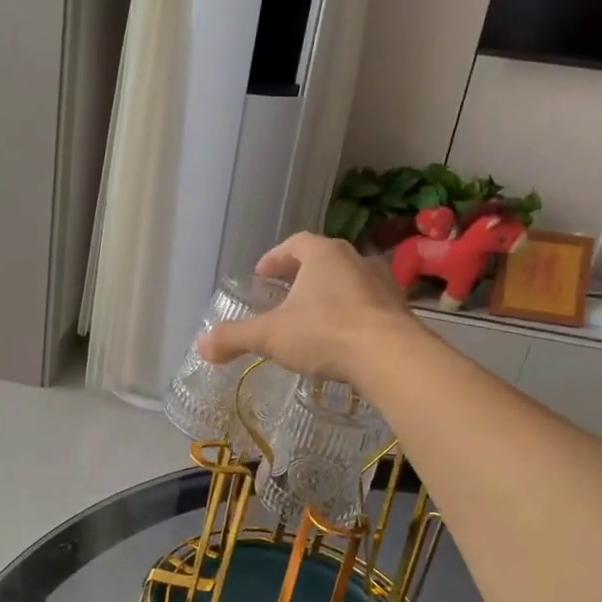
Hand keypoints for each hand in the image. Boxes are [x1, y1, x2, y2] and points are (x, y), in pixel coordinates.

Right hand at [197, 232, 412, 385]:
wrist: (391, 357)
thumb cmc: (325, 333)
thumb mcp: (271, 336)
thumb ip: (234, 338)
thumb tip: (201, 345)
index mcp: (324, 255)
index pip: (296, 243)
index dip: (275, 257)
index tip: (262, 274)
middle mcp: (356, 260)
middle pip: (325, 260)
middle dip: (303, 275)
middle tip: (285, 294)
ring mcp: (383, 285)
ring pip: (349, 283)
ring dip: (330, 296)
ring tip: (313, 318)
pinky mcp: (400, 312)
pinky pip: (369, 308)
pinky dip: (352, 317)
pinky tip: (342, 340)